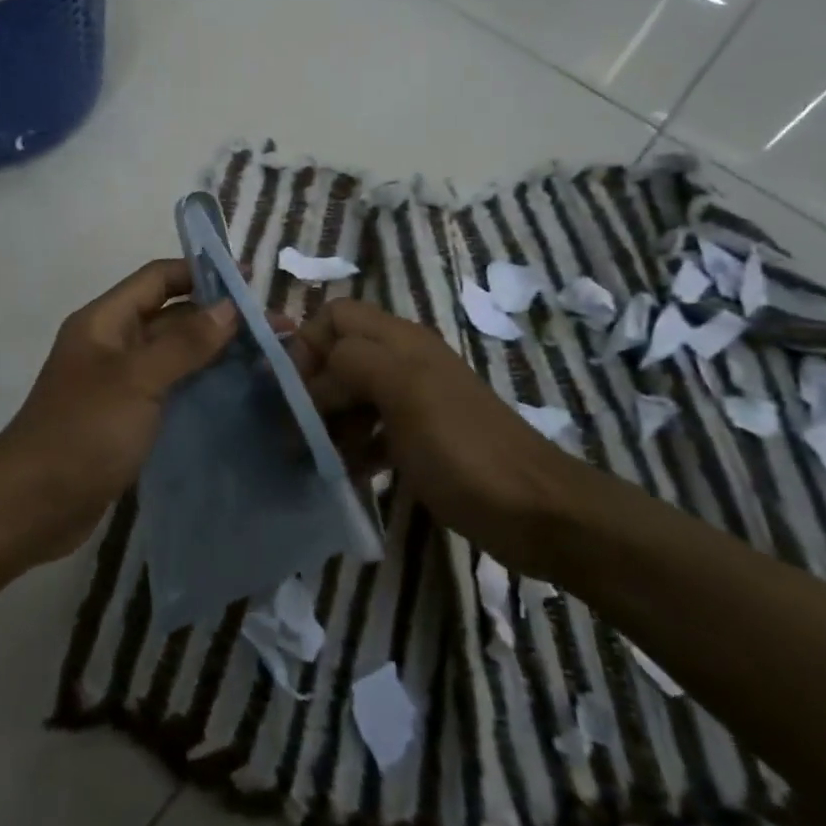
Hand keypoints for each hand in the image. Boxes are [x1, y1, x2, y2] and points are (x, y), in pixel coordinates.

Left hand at [0, 259, 240, 563]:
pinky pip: (170, 389)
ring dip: (214, 352)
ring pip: (174, 355)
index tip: (249, 281)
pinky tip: (236, 393)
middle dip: (217, 317)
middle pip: (170, 316)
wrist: (33, 505)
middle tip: (272, 327)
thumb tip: (229, 308)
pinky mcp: (128, 417)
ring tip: (265, 358)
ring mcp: (119, 383)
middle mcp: (112, 344)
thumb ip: (184, 343)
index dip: (201, 273)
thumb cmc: (83, 432)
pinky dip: (200, 385)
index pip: (158, 278)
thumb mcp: (136, 380)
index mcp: (105, 321)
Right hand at [291, 298, 593, 573]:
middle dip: (311, 387)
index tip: (290, 389)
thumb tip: (314, 376)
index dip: (307, 343)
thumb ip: (352, 363)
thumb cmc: (462, 447)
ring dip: (328, 420)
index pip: (336, 315)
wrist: (534, 510)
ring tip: (311, 457)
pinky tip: (344, 474)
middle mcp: (404, 362)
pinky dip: (352, 447)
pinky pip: (371, 432)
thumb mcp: (404, 391)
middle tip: (294, 429)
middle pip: (339, 356)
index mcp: (400, 340)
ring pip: (352, 395)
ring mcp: (414, 402)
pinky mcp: (420, 440)